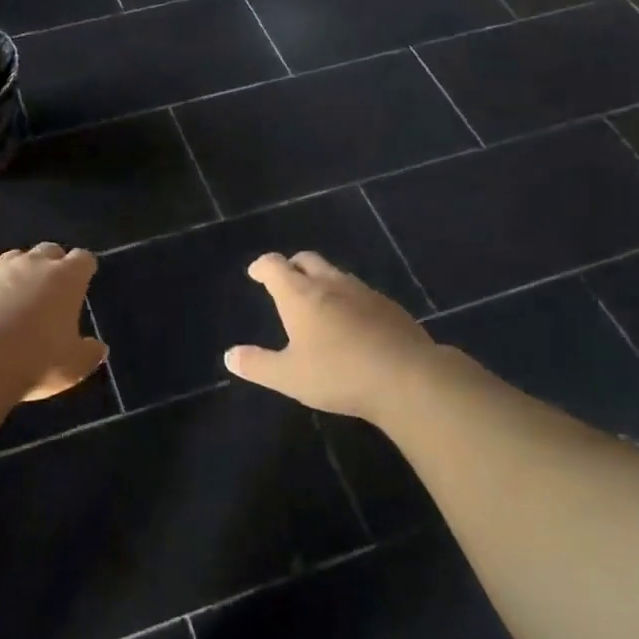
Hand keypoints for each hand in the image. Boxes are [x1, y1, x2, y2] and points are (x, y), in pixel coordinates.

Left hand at [0, 244, 107, 400]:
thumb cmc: (37, 360)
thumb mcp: (74, 365)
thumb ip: (89, 353)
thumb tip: (98, 348)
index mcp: (66, 277)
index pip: (83, 259)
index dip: (84, 269)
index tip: (84, 280)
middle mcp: (33, 264)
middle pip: (49, 250)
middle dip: (53, 264)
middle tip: (53, 288)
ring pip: (14, 259)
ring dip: (20, 272)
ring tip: (19, 297)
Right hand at [225, 252, 444, 418]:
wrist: (408, 378)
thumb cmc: (339, 374)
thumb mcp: (289, 376)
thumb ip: (258, 365)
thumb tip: (230, 356)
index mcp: (300, 295)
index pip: (275, 266)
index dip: (262, 266)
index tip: (256, 272)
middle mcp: (330, 284)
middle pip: (306, 260)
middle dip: (292, 265)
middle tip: (285, 280)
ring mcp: (363, 292)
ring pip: (336, 274)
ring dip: (322, 280)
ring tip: (318, 301)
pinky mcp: (389, 306)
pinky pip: (360, 292)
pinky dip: (348, 298)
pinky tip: (353, 322)